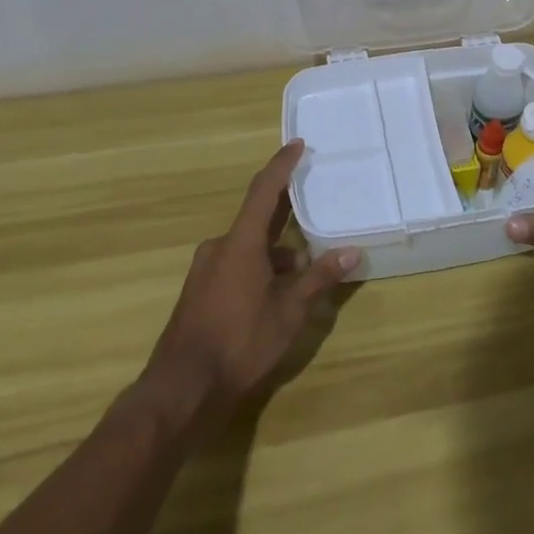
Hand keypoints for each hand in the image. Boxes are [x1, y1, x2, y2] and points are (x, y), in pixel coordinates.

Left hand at [140, 140, 359, 429]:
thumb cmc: (239, 343)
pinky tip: (277, 294)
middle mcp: (220, 247)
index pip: (264, 190)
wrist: (181, 389)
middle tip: (314, 207)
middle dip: (287, 216)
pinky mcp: (200, 291)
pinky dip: (259, 268)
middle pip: (258, 219)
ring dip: (276, 252)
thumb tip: (352, 252)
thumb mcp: (289, 312)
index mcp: (241, 242)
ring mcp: (206, 269)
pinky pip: (236, 264)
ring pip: (248, 246)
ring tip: (304, 271)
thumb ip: (319, 279)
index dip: (281, 165)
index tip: (297, 144)